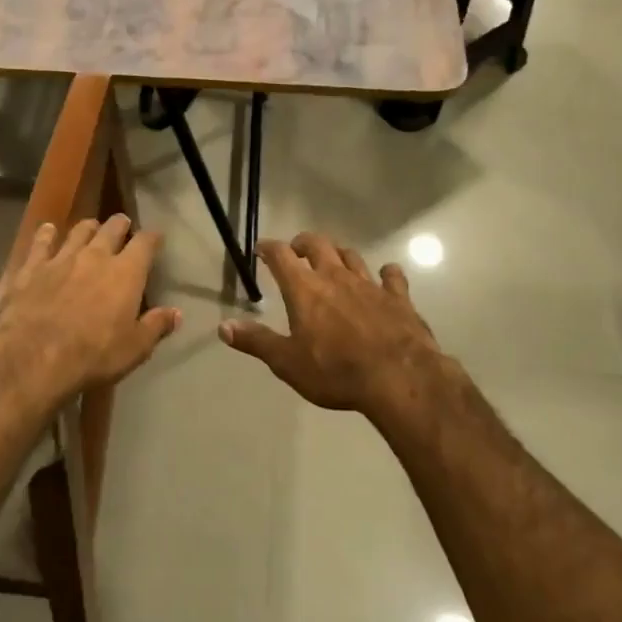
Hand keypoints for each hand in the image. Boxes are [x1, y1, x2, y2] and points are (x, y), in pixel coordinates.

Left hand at [0, 215, 180, 404]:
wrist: (33, 357)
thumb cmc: (92, 356)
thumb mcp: (134, 349)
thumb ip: (156, 326)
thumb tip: (176, 313)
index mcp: (126, 273)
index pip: (145, 243)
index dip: (152, 238)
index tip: (156, 237)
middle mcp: (95, 256)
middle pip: (111, 229)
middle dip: (120, 225)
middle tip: (123, 224)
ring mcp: (60, 258)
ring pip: (78, 231)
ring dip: (88, 228)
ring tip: (91, 227)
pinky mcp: (31, 267)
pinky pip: (41, 242)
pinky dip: (47, 234)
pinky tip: (48, 230)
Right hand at [220, 232, 448, 423]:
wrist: (398, 378)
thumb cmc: (335, 371)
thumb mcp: (287, 362)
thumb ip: (256, 341)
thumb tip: (223, 327)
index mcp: (304, 289)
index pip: (281, 256)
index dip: (268, 248)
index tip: (261, 249)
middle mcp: (335, 277)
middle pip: (318, 245)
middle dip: (303, 243)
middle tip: (296, 250)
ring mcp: (369, 285)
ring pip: (351, 256)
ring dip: (339, 254)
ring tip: (333, 261)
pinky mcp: (398, 298)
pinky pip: (391, 276)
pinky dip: (386, 273)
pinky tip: (386, 275)